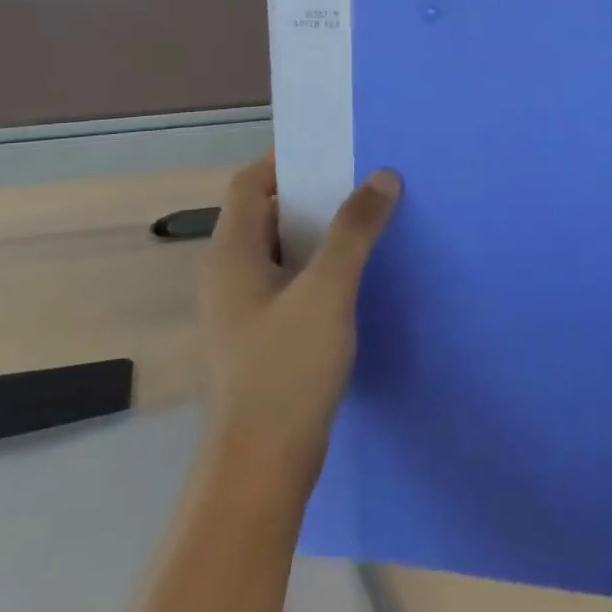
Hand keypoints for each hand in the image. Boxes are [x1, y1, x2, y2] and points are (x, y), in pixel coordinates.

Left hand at [199, 155, 400, 485]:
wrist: (264, 462)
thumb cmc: (287, 368)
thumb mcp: (328, 290)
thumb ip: (355, 230)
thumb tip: (383, 175)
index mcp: (231, 254)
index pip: (249, 183)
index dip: (286, 160)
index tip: (335, 149)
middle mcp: (229, 274)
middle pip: (266, 213)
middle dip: (313, 193)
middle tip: (363, 180)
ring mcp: (244, 308)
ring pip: (282, 249)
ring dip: (321, 230)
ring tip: (369, 218)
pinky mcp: (263, 334)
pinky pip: (292, 280)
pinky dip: (321, 265)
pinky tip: (358, 273)